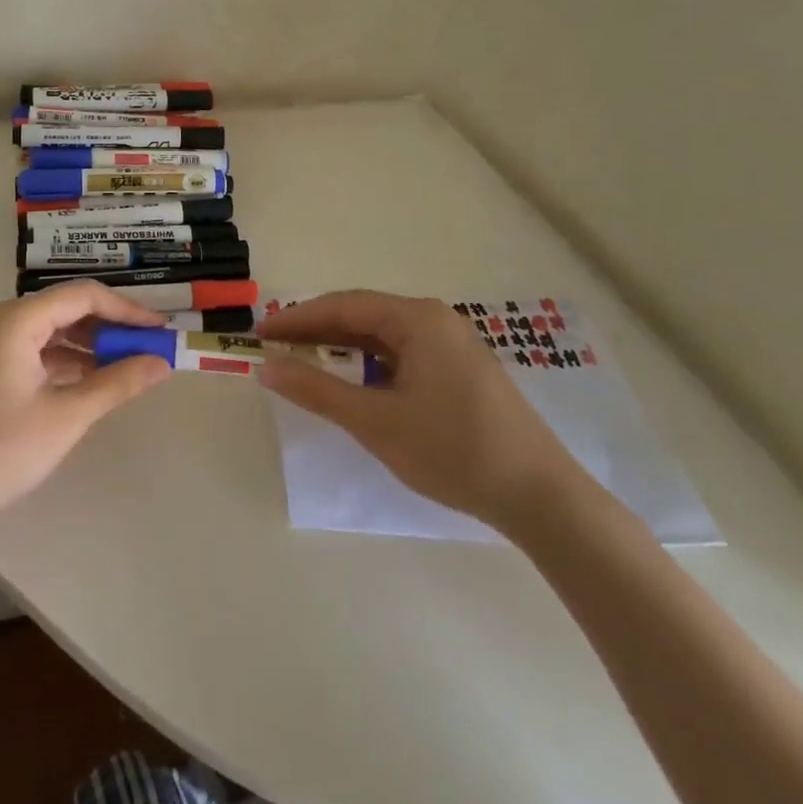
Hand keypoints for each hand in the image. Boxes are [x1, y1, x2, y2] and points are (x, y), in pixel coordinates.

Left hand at [0, 282, 171, 536]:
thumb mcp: (66, 417)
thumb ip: (117, 383)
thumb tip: (162, 363)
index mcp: (16, 319)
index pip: (83, 296)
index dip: (126, 309)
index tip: (159, 329)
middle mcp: (1, 320)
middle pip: (66, 308)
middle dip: (110, 326)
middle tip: (149, 347)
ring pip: (52, 330)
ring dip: (89, 345)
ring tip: (128, 365)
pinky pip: (36, 350)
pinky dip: (66, 361)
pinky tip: (92, 381)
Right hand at [259, 290, 585, 530]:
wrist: (541, 497)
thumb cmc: (453, 451)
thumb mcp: (376, 422)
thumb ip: (317, 390)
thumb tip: (268, 367)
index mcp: (417, 319)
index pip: (343, 306)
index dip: (298, 319)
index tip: (261, 334)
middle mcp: (435, 319)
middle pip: (363, 314)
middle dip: (317, 329)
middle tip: (277, 346)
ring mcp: (453, 343)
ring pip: (383, 334)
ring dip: (343, 345)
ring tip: (305, 360)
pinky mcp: (462, 369)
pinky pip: (403, 352)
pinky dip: (370, 361)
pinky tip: (354, 378)